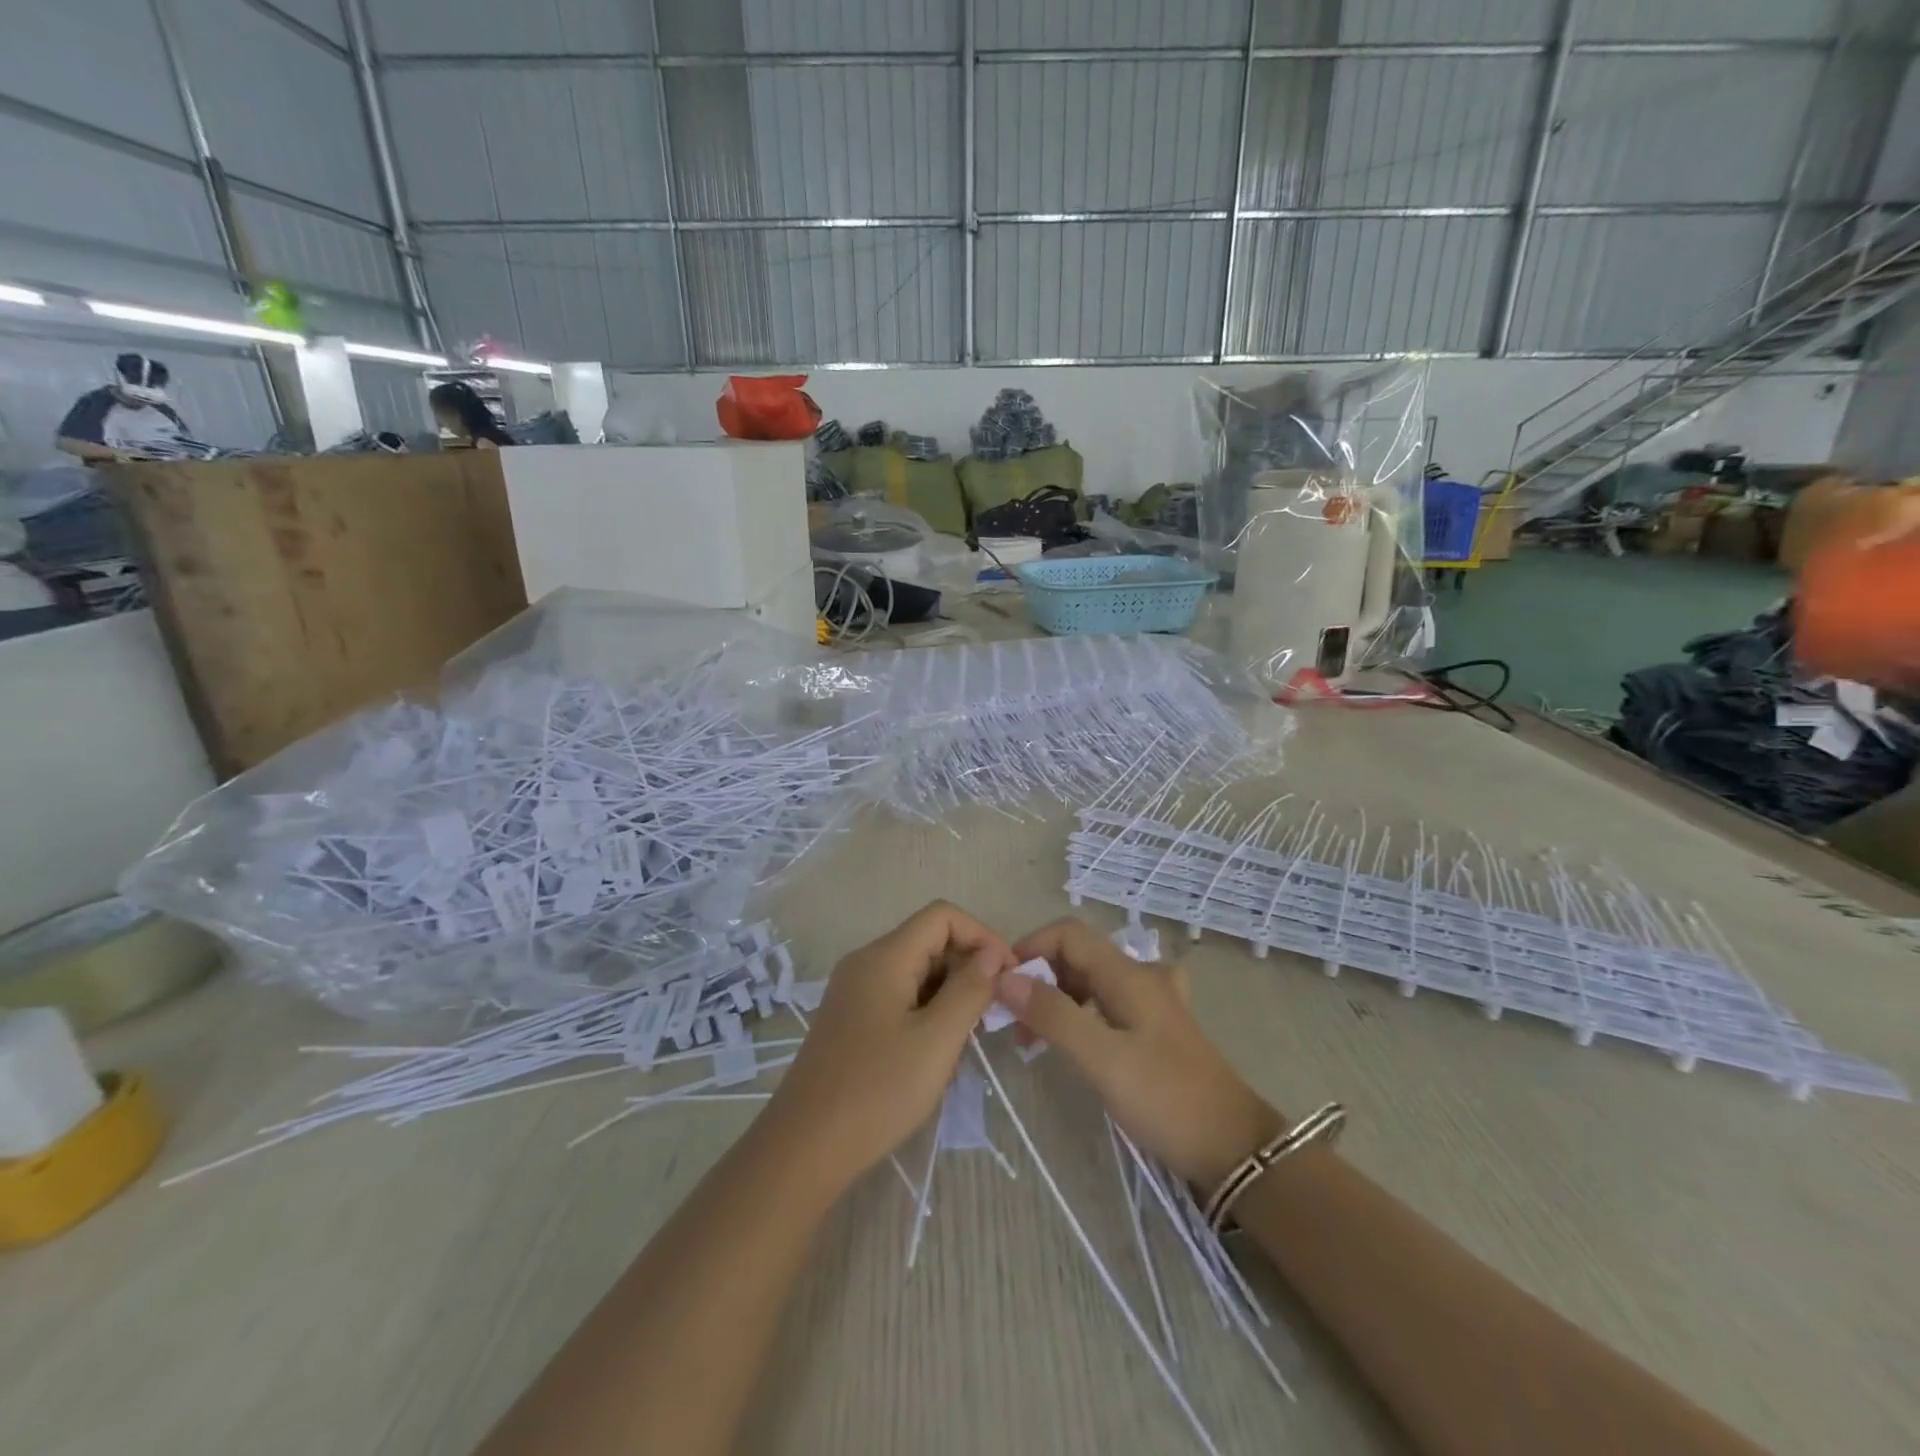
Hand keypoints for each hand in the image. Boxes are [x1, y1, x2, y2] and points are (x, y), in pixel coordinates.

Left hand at [766, 901, 1014, 1190]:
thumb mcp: (937, 1040)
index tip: (1008, 975)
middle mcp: (865, 962)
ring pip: (916, 971)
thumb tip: (992, 954)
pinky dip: (927, 1010)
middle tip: (993, 1013)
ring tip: (969, 1037)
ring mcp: (854, 991)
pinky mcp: (850, 1019)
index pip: (943, 916)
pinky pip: (899, 996)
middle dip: (968, 967)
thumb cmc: (877, 1090)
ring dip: (950, 993)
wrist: (804, 1148)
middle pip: (928, 941)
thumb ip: (970, 990)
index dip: (982, 935)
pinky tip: (937, 1051)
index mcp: (884, 957)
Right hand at [997, 918, 1286, 1189]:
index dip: (1030, 947)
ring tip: (1033, 1038)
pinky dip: (1080, 1013)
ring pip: (1091, 980)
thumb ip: (1054, 1014)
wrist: (1234, 1148)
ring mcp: (1152, 1001)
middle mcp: (1141, 976)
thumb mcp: (1102, 1058)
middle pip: (1078, 954)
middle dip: (1039, 977)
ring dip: (1057, 997)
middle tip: (1013, 1021)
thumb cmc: (1166, 1098)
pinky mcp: (1156, 1028)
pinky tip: (1072, 1042)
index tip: (1003, 986)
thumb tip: (1005, 978)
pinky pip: (1107, 1003)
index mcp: (1128, 974)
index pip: (1068, 933)